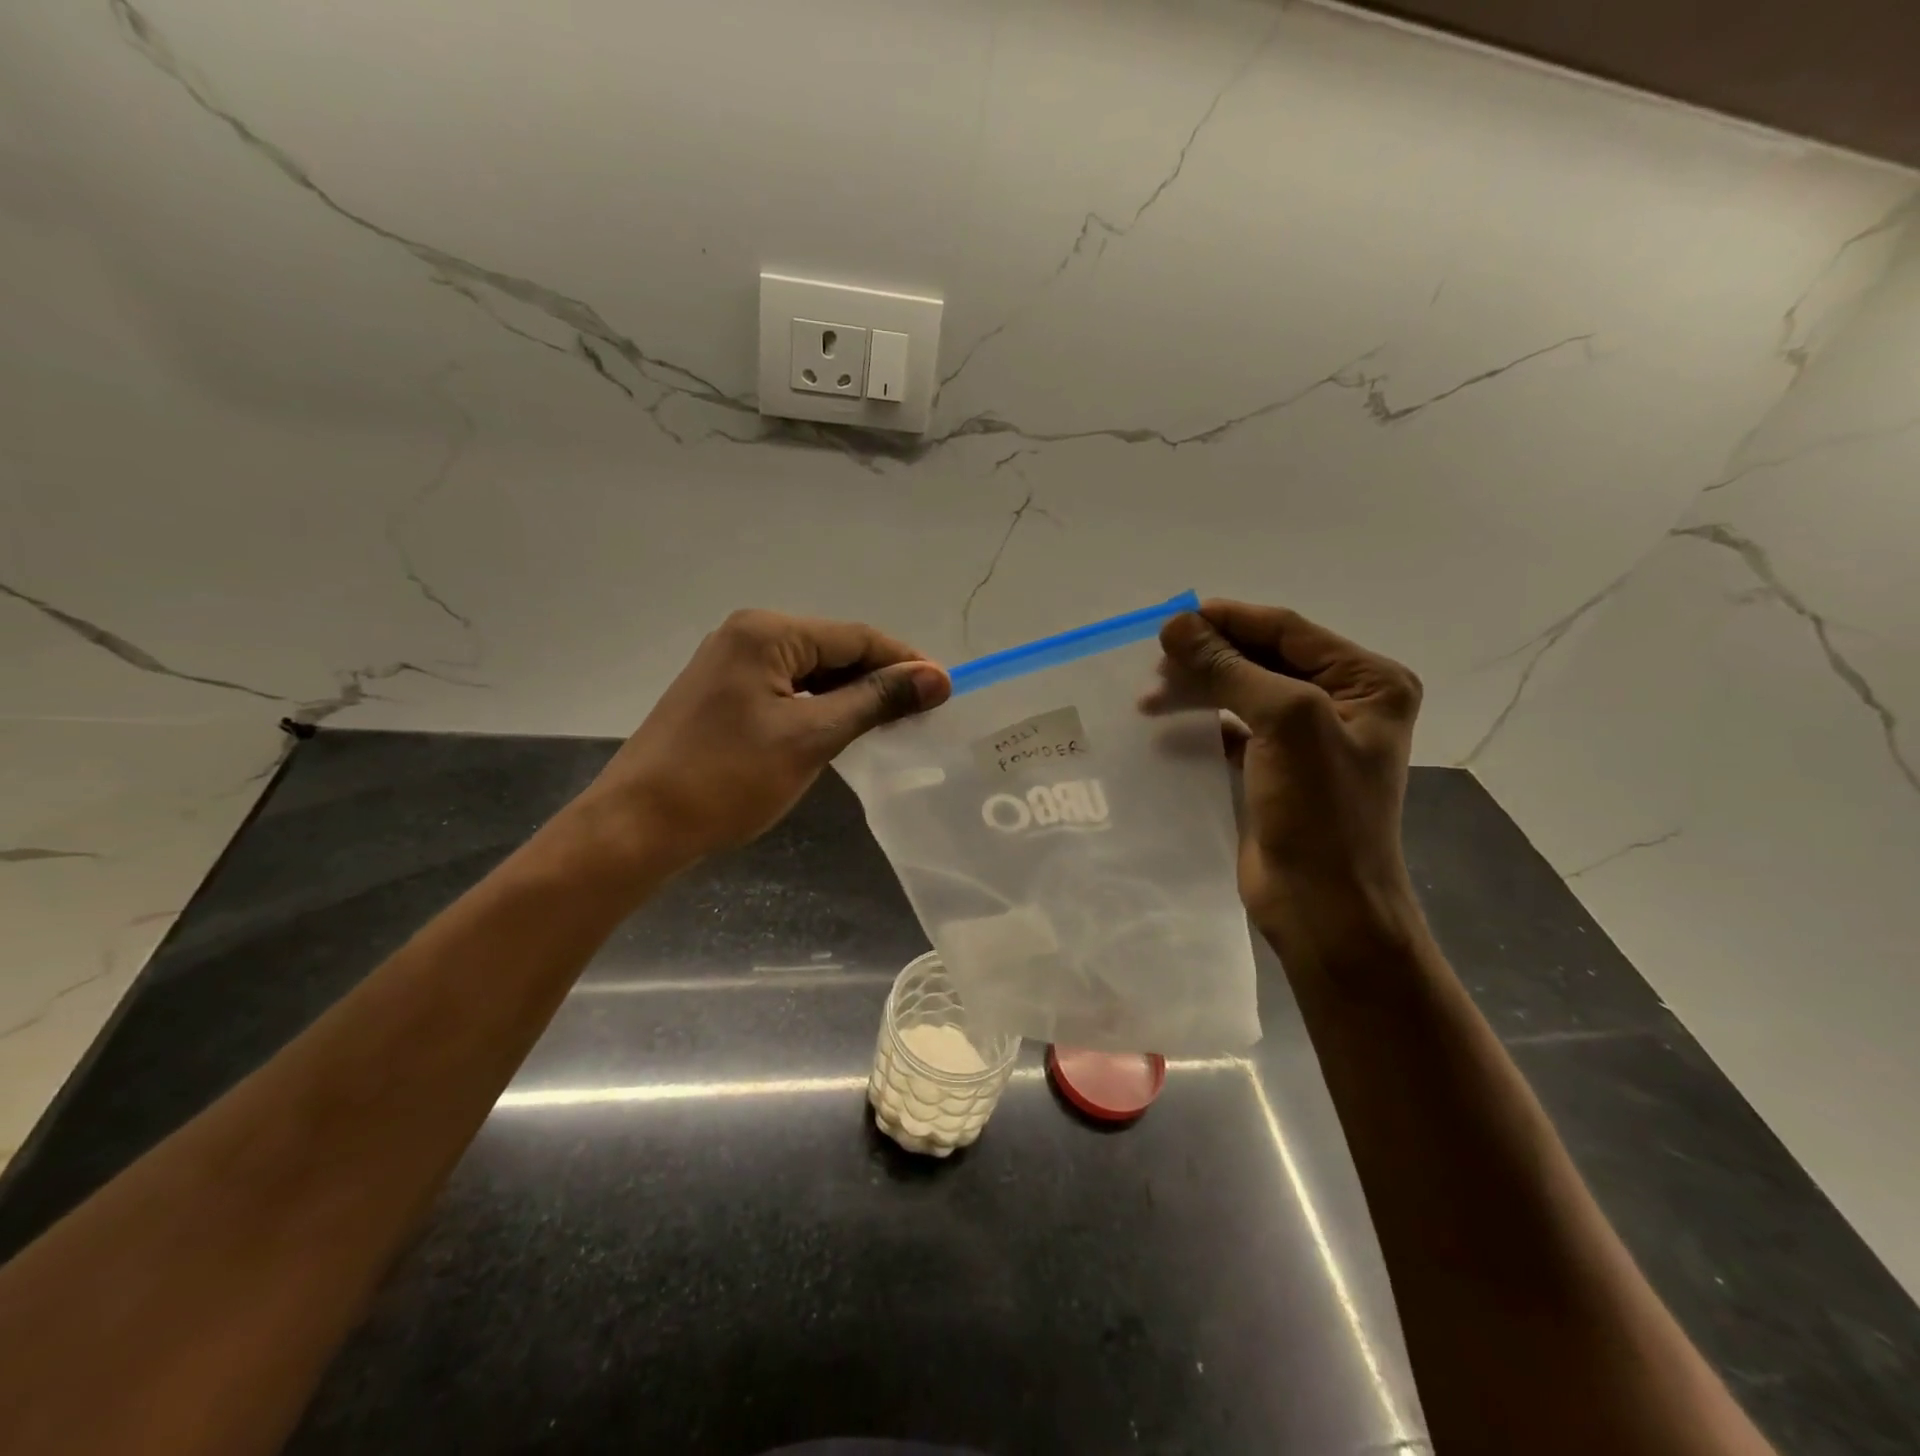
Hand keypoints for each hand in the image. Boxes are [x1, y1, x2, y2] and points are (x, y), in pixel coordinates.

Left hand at [582, 609, 949, 861]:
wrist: (637, 826)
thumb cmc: (727, 779)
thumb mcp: (812, 737)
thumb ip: (875, 700)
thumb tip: (936, 677)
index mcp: (767, 633)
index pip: (855, 637)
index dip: (904, 661)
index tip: (945, 690)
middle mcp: (747, 635)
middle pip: (833, 649)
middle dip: (879, 678)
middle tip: (922, 713)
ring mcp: (730, 665)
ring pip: (810, 672)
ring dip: (851, 695)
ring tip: (892, 724)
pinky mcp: (722, 695)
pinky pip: (787, 690)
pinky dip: (820, 707)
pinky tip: (843, 729)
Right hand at [1155, 599, 1423, 960]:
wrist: (1324, 907)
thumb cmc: (1321, 812)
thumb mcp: (1285, 723)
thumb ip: (1230, 669)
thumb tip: (1177, 625)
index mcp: (1366, 681)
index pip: (1287, 630)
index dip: (1227, 620)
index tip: (1169, 621)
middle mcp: (1341, 702)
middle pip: (1261, 659)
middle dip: (1207, 658)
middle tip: (1153, 663)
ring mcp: (1305, 737)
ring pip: (1241, 693)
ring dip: (1196, 690)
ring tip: (1148, 700)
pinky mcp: (1274, 769)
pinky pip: (1231, 730)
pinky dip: (1198, 724)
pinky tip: (1163, 730)